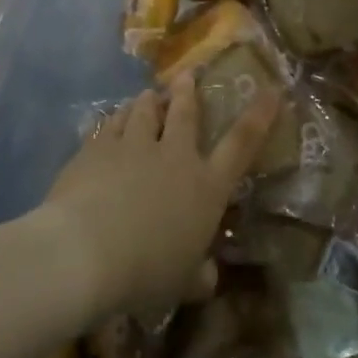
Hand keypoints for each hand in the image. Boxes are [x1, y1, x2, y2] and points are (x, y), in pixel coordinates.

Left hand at [39, 77, 279, 314]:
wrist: (87, 251)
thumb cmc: (146, 272)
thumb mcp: (182, 282)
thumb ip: (198, 275)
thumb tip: (208, 277)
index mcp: (206, 187)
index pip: (241, 144)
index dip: (259, 116)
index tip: (270, 90)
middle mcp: (175, 157)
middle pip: (186, 114)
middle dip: (188, 92)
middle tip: (187, 75)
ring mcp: (134, 146)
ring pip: (144, 112)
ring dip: (148, 102)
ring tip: (148, 94)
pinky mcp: (98, 147)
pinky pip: (110, 125)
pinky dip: (115, 119)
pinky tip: (112, 118)